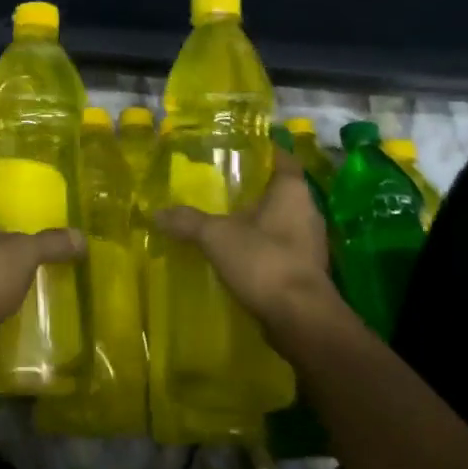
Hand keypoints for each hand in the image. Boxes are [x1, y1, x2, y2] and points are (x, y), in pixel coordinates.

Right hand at [153, 150, 345, 344]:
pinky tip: (239, 253)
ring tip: (225, 218)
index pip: (281, 157)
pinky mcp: (307, 269)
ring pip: (282, 219)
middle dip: (254, 188)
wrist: (301, 319)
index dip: (262, 150)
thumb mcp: (217, 236)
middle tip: (222, 184)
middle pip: (280, 189)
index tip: (238, 149)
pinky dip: (263, 246)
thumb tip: (156, 213)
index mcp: (292, 190)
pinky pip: (282, 247)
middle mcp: (308, 210)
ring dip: (258, 220)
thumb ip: (188, 221)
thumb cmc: (264, 261)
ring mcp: (311, 242)